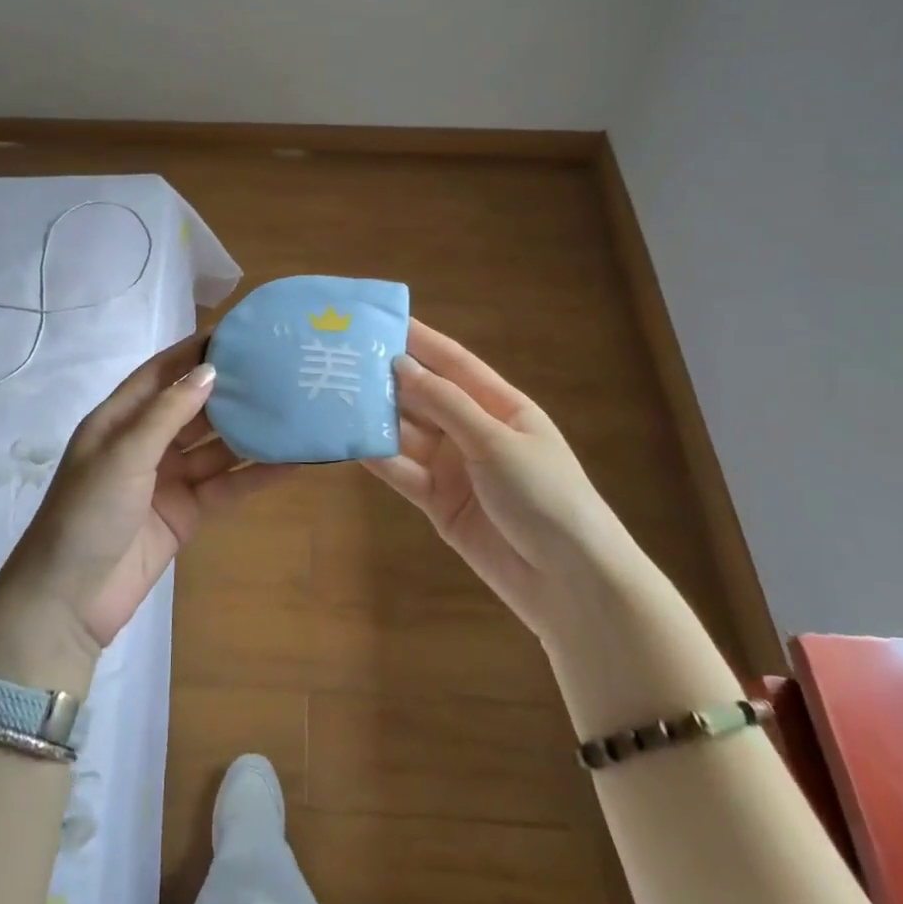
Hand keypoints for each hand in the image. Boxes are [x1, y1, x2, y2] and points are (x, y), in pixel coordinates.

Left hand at [0, 333, 295, 654]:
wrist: (68, 602)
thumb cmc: (87, 514)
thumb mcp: (123, 455)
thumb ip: (167, 413)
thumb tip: (210, 371)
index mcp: (119, 420)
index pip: (160, 373)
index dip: (193, 353)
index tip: (236, 334)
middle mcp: (145, 443)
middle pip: (193, 407)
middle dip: (229, 390)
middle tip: (276, 369)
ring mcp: (167, 479)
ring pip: (215, 447)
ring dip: (248, 431)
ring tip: (291, 407)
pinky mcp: (186, 513)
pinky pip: (224, 486)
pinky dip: (254, 475)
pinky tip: (289, 462)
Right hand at [365, 320, 625, 641]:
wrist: (570, 585)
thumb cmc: (546, 497)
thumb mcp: (497, 442)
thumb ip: (446, 403)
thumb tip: (400, 364)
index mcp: (500, 406)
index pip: (453, 362)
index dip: (419, 339)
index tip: (379, 318)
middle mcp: (473, 430)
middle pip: (424, 396)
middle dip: (387, 378)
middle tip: (340, 358)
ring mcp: (454, 467)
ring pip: (407, 433)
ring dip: (376, 417)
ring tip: (332, 395)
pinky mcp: (437, 502)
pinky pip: (402, 472)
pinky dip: (378, 458)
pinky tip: (348, 441)